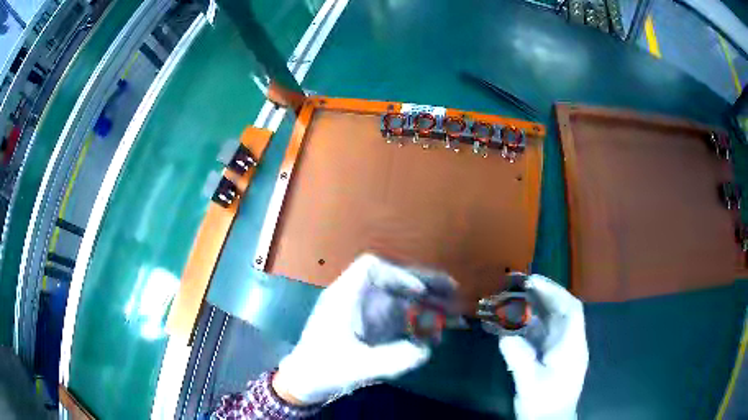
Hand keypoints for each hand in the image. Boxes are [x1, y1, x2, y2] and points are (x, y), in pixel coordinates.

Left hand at [273, 254, 443, 403]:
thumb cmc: (323, 369)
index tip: (418, 291)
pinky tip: (435, 336)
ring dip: (425, 304)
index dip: (397, 274)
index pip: (370, 267)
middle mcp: (357, 301)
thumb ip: (391, 359)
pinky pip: (399, 321)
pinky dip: (417, 325)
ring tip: (454, 312)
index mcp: (345, 297)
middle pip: (393, 282)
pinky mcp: (372, 330)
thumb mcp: (356, 366)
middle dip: (423, 284)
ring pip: (400, 300)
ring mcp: (366, 316)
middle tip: (453, 290)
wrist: (305, 383)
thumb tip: (426, 349)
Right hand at [499, 275, 587, 419]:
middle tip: (517, 284)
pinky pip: (539, 336)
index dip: (554, 292)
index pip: (570, 310)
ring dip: (531, 310)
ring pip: (548, 322)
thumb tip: (504, 336)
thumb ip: (519, 359)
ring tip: (511, 299)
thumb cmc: (545, 404)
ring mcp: (559, 350)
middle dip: (541, 295)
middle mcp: (569, 343)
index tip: (533, 281)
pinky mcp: (549, 357)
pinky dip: (526, 326)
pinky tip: (510, 324)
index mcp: (572, 346)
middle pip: (559, 312)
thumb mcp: (531, 384)